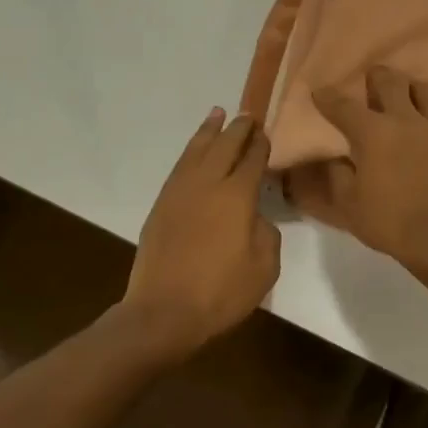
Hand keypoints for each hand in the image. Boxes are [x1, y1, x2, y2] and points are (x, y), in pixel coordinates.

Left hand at [126, 108, 280, 353]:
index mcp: (237, 196)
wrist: (162, 312)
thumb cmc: (220, 293)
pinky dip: (191, 151)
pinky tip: (196, 150)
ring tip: (217, 114)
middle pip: (225, 145)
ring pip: (197, 150)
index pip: (252, 159)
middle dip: (238, 128)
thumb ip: (266, 232)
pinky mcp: (161, 205)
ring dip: (209, 131)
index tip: (266, 132)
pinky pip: (180, 166)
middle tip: (248, 115)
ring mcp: (180, 192)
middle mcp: (208, 183)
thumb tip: (254, 216)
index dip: (261, 144)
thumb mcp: (264, 267)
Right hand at [309, 66, 427, 276]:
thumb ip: (339, 176)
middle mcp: (407, 122)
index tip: (320, 91)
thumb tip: (336, 160)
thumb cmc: (388, 221)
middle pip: (393, 86)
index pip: (344, 108)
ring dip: (420, 92)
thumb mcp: (349, 204)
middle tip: (375, 74)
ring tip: (415, 90)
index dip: (329, 98)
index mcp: (373, 133)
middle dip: (380, 77)